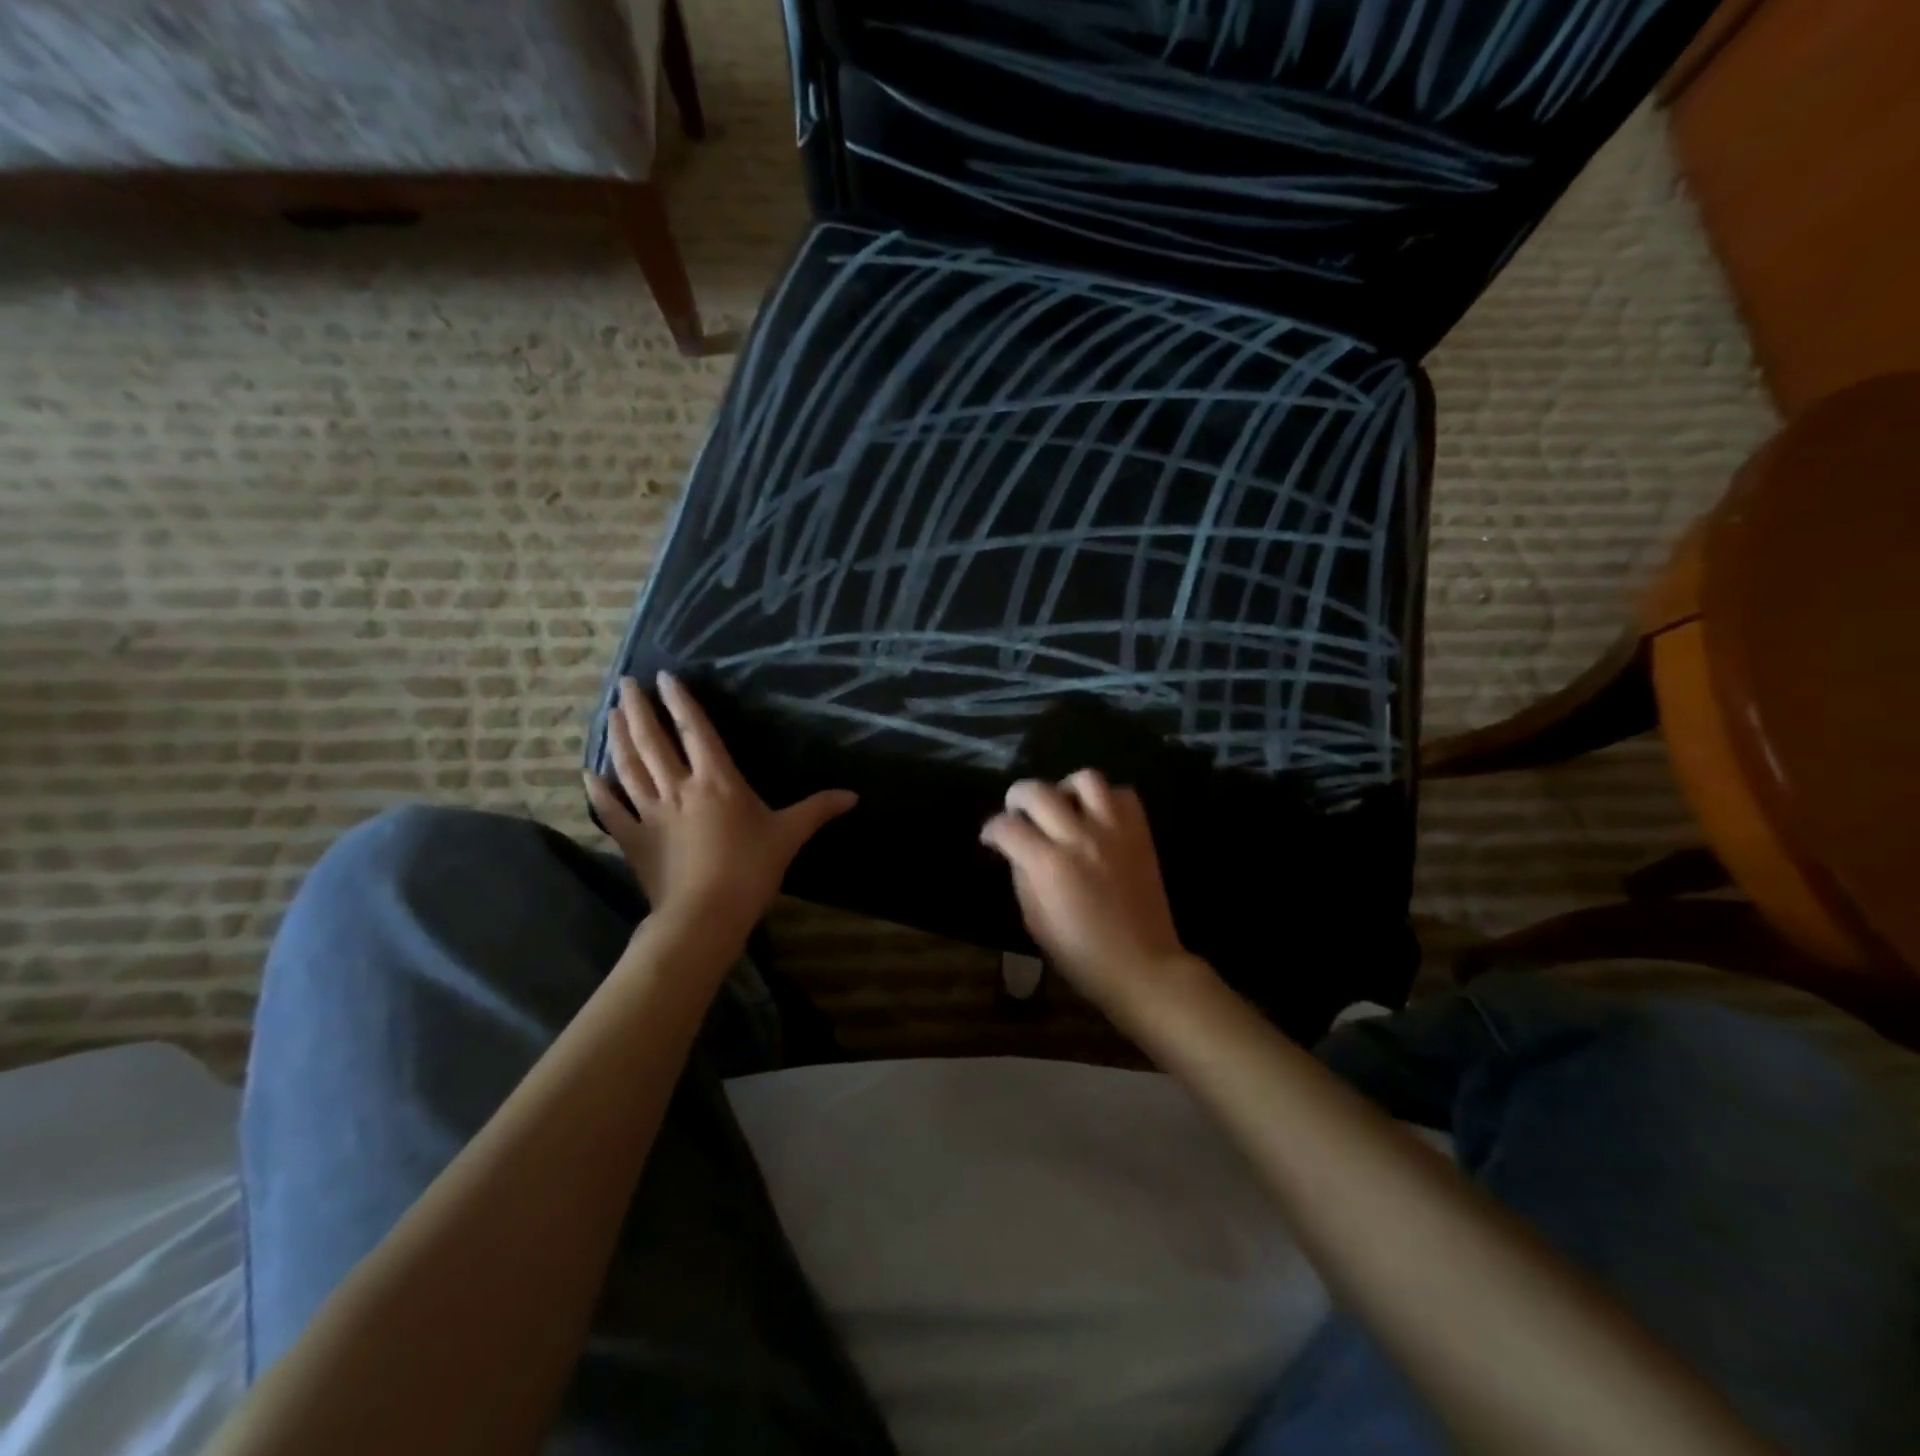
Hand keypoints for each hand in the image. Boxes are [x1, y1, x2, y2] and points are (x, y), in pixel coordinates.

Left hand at [585, 673, 856, 927]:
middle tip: (625, 683)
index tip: (665, 677)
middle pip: (653, 740)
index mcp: (717, 780)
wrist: (705, 914)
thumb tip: (853, 795)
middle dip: (638, 708)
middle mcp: (679, 787)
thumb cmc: (751, 869)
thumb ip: (817, 809)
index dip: (681, 702)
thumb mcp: (789, 835)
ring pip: (629, 766)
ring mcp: (651, 812)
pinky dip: (599, 790)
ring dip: (618, 737)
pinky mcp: (634, 839)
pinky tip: (589, 772)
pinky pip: (612, 809)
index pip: (696, 730)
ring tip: (610, 712)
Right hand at [979, 771, 1204, 1027]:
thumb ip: (1022, 877)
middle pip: (1038, 791)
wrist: (1142, 965)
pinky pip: (1123, 794)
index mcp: (1048, 864)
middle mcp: (1079, 837)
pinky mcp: (1140, 833)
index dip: (991, 829)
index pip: (1007, 827)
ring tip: (1062, 806)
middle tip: (1017, 813)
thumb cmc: (1081, 954)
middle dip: (1018, 797)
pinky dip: (1106, 799)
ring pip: (1085, 779)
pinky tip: (1097, 817)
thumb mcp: (1035, 921)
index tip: (991, 838)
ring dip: (1065, 788)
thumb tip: (1017, 850)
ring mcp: (1114, 831)